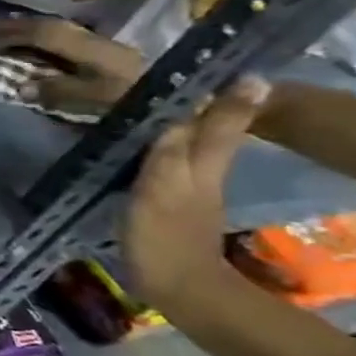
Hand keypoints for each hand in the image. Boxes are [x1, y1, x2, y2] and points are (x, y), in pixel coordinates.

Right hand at [0, 19, 148, 117]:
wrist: (188, 107)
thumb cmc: (139, 103)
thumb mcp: (97, 102)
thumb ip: (59, 92)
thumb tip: (21, 85)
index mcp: (93, 50)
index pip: (46, 34)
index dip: (13, 34)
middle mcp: (99, 42)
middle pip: (54, 27)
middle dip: (18, 27)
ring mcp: (107, 48)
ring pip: (62, 31)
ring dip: (32, 30)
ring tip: (7, 34)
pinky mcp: (112, 57)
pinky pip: (70, 40)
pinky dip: (47, 39)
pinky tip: (37, 45)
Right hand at [123, 78, 269, 310]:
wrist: (177, 288)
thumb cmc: (165, 233)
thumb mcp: (165, 183)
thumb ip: (179, 143)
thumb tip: (205, 99)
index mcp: (202, 161)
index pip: (215, 118)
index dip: (219, 94)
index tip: (215, 67)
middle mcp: (200, 170)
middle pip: (199, 129)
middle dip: (192, 105)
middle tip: (169, 81)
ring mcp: (184, 188)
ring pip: (181, 144)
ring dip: (168, 124)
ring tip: (144, 105)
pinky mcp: (165, 203)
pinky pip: (162, 163)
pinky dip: (153, 147)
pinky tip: (135, 145)